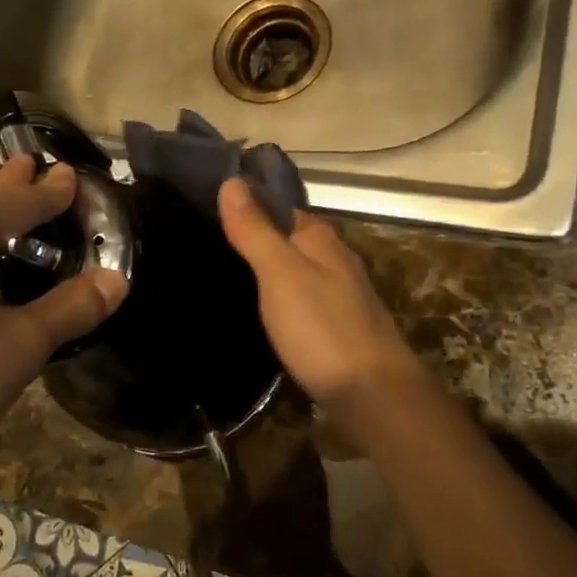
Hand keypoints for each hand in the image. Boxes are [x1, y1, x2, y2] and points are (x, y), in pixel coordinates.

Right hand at [218, 178, 428, 414]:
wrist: (373, 395)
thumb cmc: (323, 328)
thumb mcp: (280, 274)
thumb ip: (256, 230)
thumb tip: (232, 181)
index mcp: (320, 239)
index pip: (279, 206)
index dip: (247, 203)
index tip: (206, 204)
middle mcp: (333, 260)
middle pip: (287, 239)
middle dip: (253, 238)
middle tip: (203, 242)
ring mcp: (338, 295)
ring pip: (293, 271)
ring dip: (264, 270)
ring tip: (219, 274)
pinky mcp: (335, 328)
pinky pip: (298, 301)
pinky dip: (276, 299)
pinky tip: (255, 311)